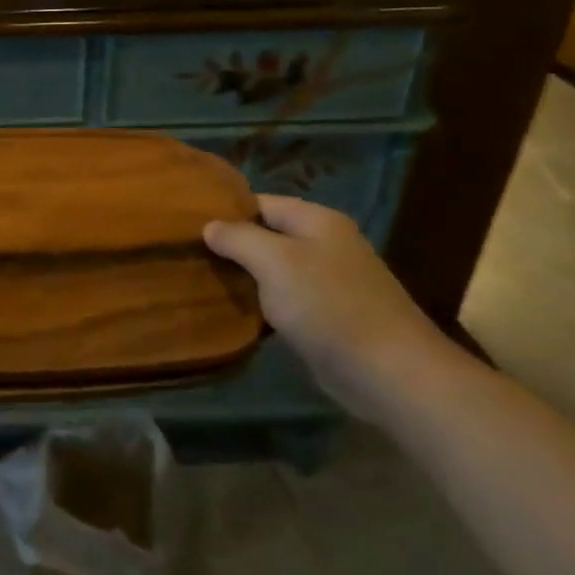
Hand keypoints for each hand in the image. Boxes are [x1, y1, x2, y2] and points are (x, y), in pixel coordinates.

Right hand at [204, 196, 451, 421]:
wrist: (387, 371)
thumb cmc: (327, 305)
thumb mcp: (274, 261)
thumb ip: (238, 238)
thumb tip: (210, 226)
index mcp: (317, 220)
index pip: (260, 202)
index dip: (225, 211)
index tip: (186, 225)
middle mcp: (325, 244)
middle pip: (266, 235)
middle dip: (230, 245)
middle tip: (188, 255)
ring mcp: (329, 281)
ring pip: (273, 269)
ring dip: (243, 277)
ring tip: (201, 281)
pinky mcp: (328, 316)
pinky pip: (285, 299)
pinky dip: (261, 303)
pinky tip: (234, 311)